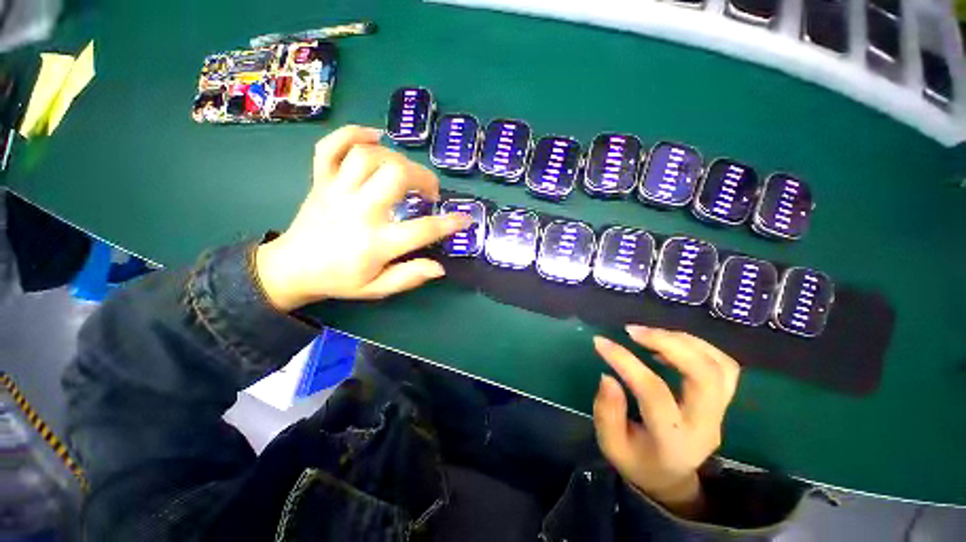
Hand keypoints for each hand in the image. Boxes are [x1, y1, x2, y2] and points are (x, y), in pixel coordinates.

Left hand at [255, 125, 470, 310]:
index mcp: (375, 242)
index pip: (423, 229)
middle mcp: (358, 211)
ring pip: (368, 155)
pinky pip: (331, 146)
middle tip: (430, 192)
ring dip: (395, 158)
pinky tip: (374, 138)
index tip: (465, 219)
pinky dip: (353, 134)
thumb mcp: (377, 288)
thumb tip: (440, 267)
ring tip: (406, 173)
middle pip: (396, 175)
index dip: (450, 223)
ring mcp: (336, 191)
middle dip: (423, 177)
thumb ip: (409, 277)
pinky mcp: (321, 180)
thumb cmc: (340, 279)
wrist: (292, 269)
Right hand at [592, 326, 740, 518]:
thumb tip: (607, 376)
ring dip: (683, 340)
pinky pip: (723, 365)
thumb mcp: (611, 445)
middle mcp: (705, 424)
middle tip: (633, 331)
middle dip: (667, 343)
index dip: (625, 362)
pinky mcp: (723, 401)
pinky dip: (697, 346)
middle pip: (704, 374)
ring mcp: (720, 412)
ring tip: (649, 334)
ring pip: (719, 365)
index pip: (654, 392)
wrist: (671, 478)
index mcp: (674, 440)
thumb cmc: (637, 461)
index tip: (600, 342)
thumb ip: (607, 413)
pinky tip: (669, 343)